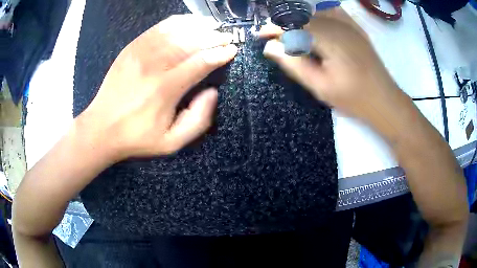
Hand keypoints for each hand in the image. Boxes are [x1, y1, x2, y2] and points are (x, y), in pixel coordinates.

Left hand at [78, 15, 237, 159]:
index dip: (219, 54)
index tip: (232, 50)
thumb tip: (212, 92)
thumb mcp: (171, 143)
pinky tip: (188, 21)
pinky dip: (176, 22)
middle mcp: (153, 65)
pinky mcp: (131, 48)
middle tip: (226, 36)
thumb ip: (198, 120)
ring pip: (175, 31)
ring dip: (198, 26)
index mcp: (165, 89)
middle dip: (213, 37)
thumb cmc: (137, 137)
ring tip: (212, 25)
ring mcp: (140, 53)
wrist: (101, 128)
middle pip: (190, 42)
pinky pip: (157, 28)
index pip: (200, 63)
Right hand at [261, 8, 399, 119]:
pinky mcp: (355, 28)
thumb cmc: (353, 98)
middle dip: (283, 23)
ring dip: (298, 18)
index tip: (260, 35)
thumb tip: (270, 47)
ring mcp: (349, 24)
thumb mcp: (320, 86)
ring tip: (290, 31)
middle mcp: (338, 25)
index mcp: (328, 39)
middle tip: (273, 36)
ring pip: (315, 12)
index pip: (293, 25)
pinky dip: (318, 14)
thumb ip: (294, 64)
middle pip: (302, 16)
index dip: (274, 28)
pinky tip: (313, 22)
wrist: (384, 100)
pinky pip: (332, 12)